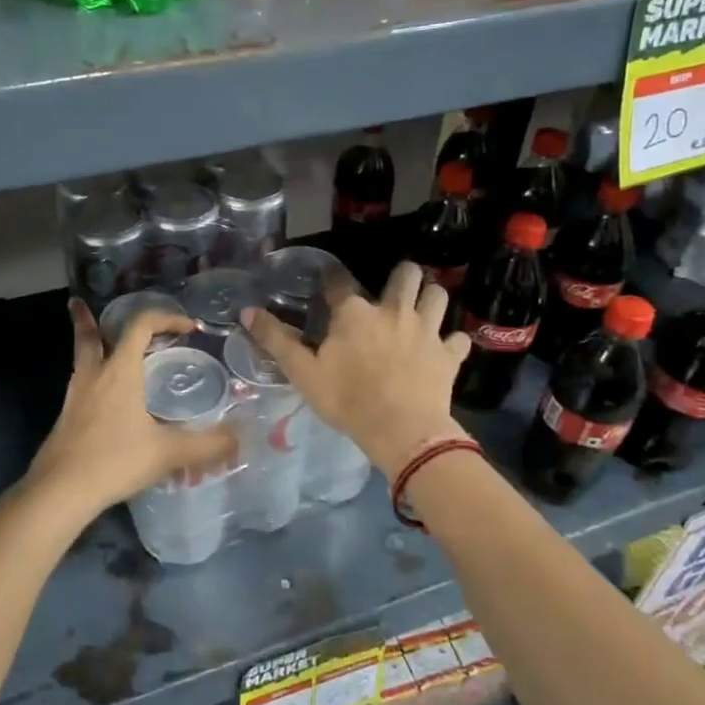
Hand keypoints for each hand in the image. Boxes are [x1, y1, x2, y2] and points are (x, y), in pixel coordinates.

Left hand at [20, 300, 239, 526]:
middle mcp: (94, 375)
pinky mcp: (66, 418)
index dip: (165, 318)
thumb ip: (207, 445)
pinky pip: (80, 384)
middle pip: (90, 334)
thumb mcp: (168, 453)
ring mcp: (75, 396)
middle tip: (87, 305)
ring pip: (81, 357)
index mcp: (120, 371)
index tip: (188, 326)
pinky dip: (90, 376)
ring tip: (98, 342)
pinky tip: (101, 396)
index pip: (140, 326)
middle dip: (89, 318)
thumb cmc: (115, 461)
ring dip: (89, 344)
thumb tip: (241, 437)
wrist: (59, 491)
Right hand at [244, 262, 469, 480]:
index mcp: (355, 313)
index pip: (340, 280)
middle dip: (402, 276)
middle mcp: (393, 310)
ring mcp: (426, 330)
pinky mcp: (449, 354)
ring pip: (438, 295)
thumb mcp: (302, 372)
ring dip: (430, 298)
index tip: (328, 283)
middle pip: (407, 274)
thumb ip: (275, 339)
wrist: (402, 431)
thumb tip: (247, 311)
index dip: (332, 278)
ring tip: (420, 310)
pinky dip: (451, 341)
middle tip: (392, 292)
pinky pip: (458, 338)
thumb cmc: (347, 399)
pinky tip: (443, 349)